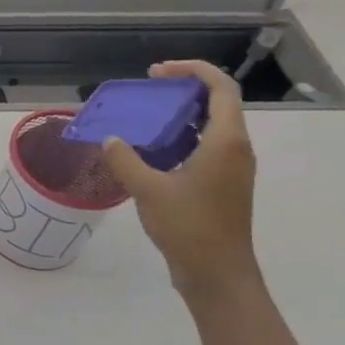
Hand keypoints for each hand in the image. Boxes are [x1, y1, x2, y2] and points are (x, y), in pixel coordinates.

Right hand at [99, 60, 260, 297]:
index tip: (158, 72)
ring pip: (210, 126)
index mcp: (226, 141)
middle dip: (183, 90)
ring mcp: (231, 167)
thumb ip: (126, 160)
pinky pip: (204, 147)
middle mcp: (235, 148)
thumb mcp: (148, 190)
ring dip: (180, 115)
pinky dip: (180, 139)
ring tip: (145, 116)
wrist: (217, 273)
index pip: (220, 88)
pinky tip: (151, 150)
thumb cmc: (189, 227)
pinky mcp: (222, 184)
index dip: (192, 70)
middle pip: (217, 103)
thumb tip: (110, 139)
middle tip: (148, 89)